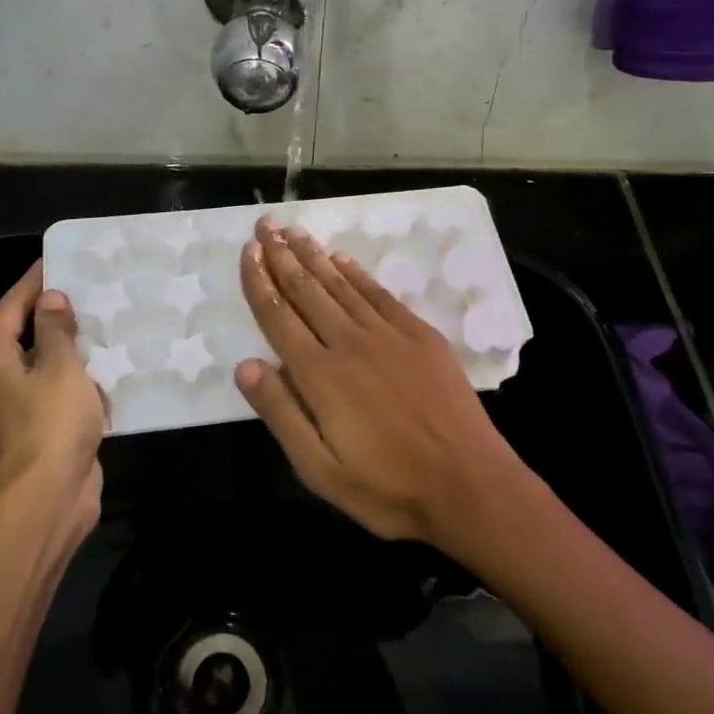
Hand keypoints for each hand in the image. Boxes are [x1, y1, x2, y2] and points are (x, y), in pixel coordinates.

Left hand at [0, 260, 106, 533]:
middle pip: (27, 332)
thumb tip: (51, 298)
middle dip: (56, 310)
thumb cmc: (50, 423)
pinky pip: (65, 387)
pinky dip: (85, 373)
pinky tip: (114, 359)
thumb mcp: (59, 367)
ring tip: (107, 314)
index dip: (34, 281)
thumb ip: (56, 329)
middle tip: (90, 284)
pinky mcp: (48, 425)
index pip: (11, 306)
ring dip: (74, 342)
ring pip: (49, 361)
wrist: (50, 498)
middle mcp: (2, 378)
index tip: (59, 258)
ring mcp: (24, 404)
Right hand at [234, 218, 523, 549]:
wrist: (468, 484)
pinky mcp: (420, 336)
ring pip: (340, 285)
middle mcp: (349, 343)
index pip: (279, 317)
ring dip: (314, 255)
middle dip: (281, 255)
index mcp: (320, 375)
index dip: (259, 282)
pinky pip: (379, 294)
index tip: (247, 251)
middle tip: (265, 225)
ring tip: (293, 231)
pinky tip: (341, 259)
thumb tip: (244, 365)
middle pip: (307, 290)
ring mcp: (388, 335)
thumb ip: (281, 413)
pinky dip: (356, 273)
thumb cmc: (388, 488)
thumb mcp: (320, 470)